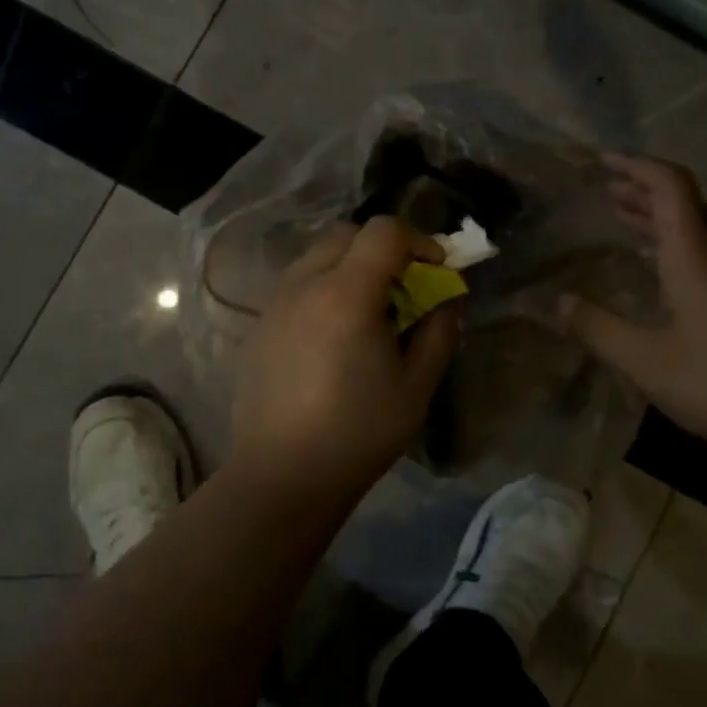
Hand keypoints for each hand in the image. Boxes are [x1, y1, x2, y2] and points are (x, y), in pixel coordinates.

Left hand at [231, 217, 460, 508]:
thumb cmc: (358, 432)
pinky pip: (298, 284)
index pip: (384, 231)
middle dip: (383, 249)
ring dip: (351, 266)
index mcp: (347, 292)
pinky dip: (324, 288)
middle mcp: (305, 283)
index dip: (418, 241)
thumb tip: (448, 296)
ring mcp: (275, 302)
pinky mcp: (259, 324)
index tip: (435, 270)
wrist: (281, 476)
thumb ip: (439, 330)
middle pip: (348, 234)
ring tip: (367, 312)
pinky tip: (333, 336)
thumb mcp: (417, 385)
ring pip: (319, 256)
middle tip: (403, 289)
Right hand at [562, 154, 706, 457]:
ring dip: (660, 218)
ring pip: (699, 228)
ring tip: (625, 222)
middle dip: (642, 190)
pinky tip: (665, 275)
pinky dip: (678, 246)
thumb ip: (600, 330)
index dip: (635, 165)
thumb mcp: (649, 363)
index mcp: (694, 252)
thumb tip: (558, 303)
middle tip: (606, 190)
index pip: (669, 184)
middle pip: (683, 202)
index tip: (602, 162)